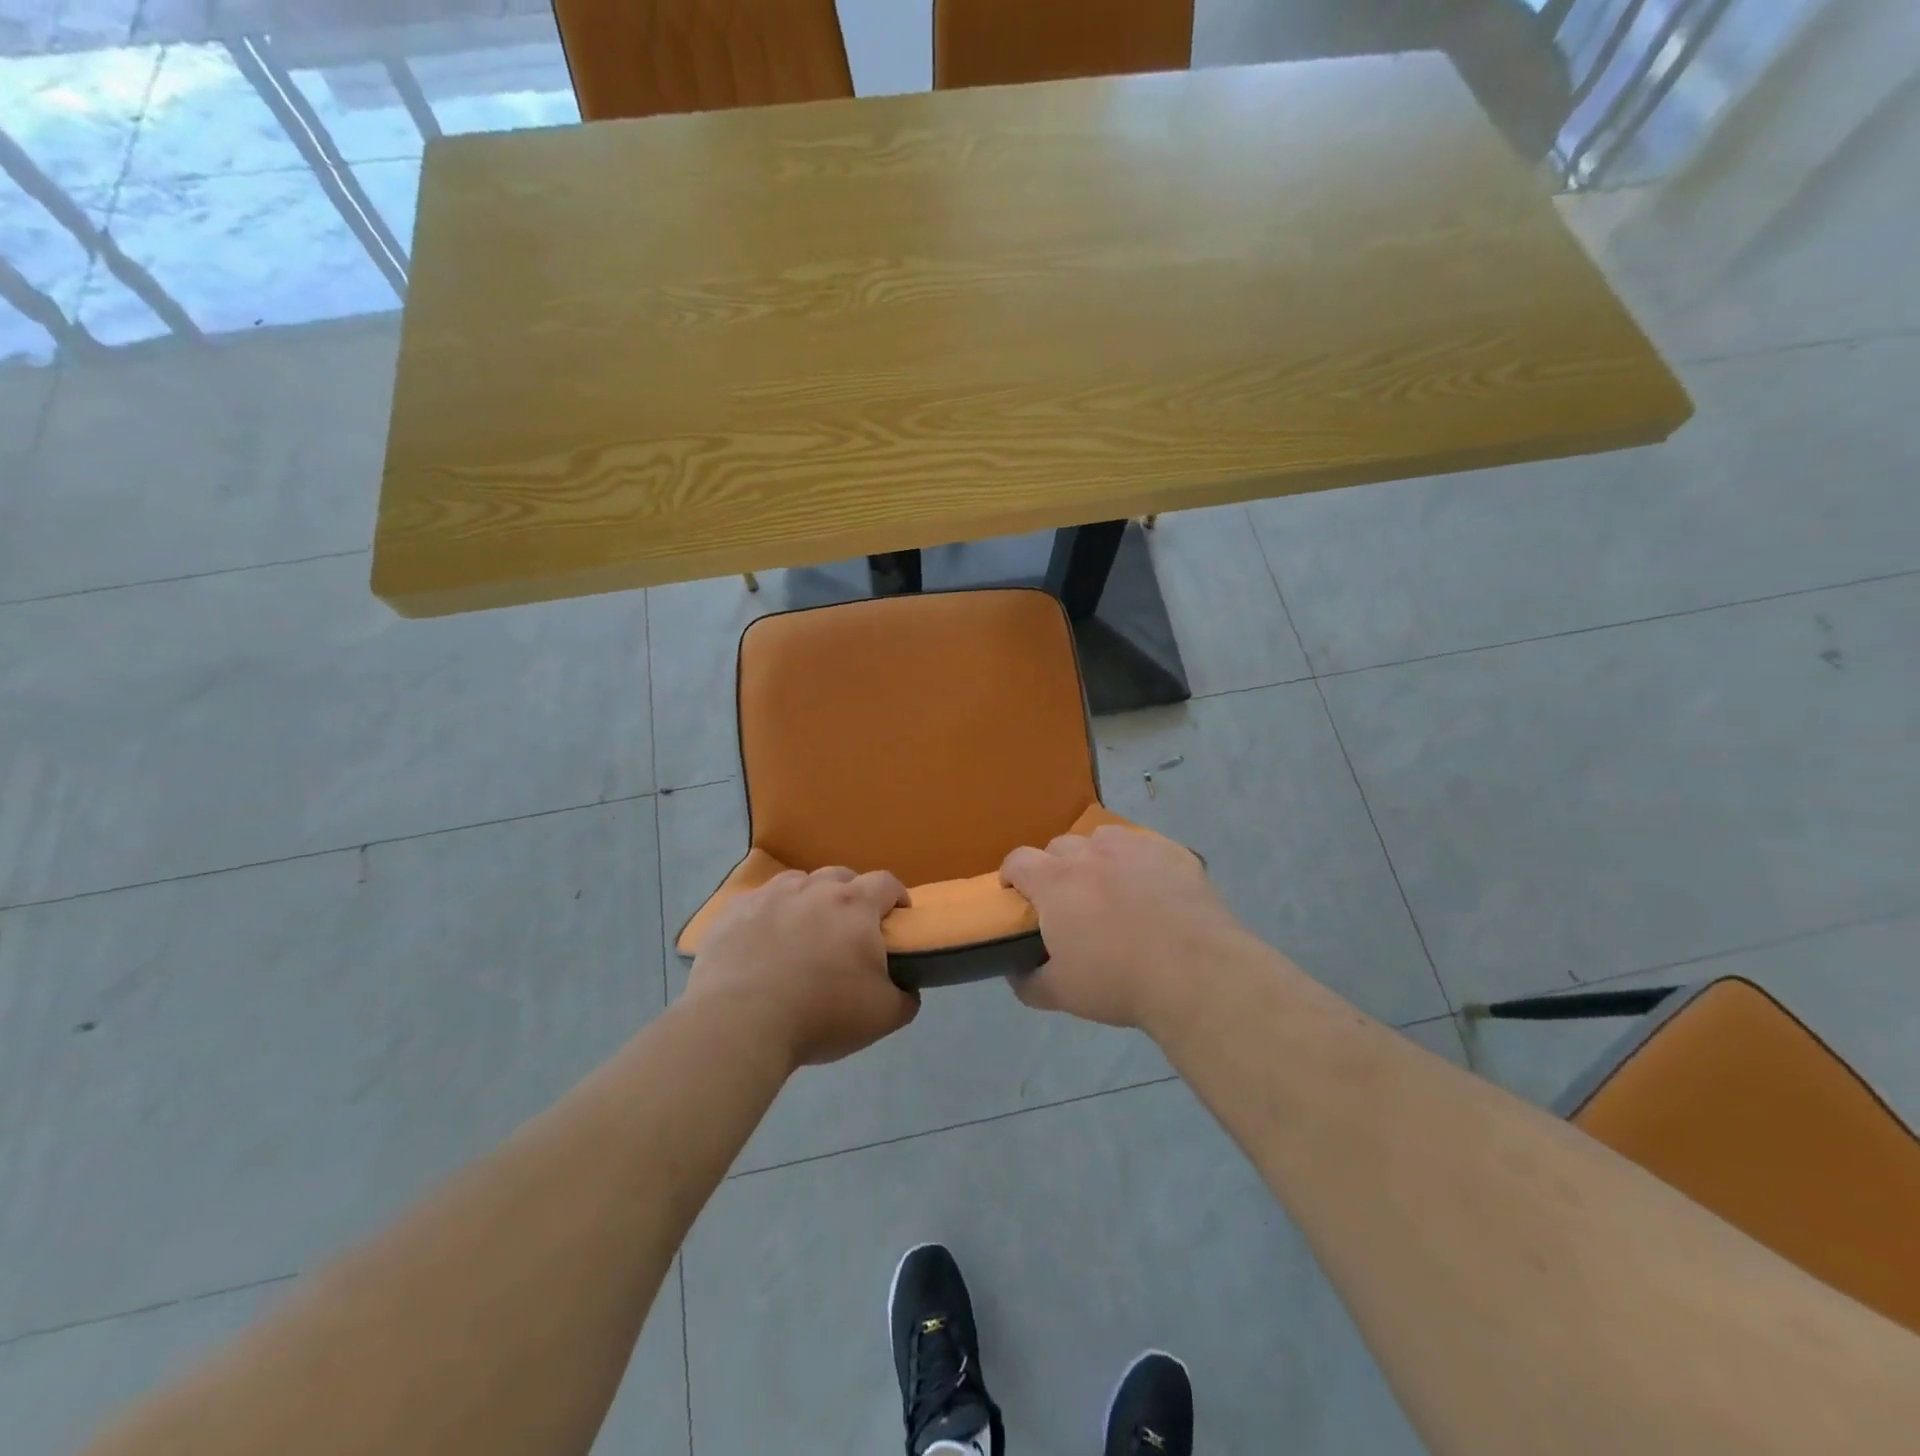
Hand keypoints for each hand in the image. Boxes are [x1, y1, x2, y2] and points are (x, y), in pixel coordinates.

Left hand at [686, 866, 917, 1066]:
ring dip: (808, 899)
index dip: (897, 896)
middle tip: (849, 928)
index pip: (886, 883)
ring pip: (798, 883)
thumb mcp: (883, 1017)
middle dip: (851, 895)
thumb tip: (908, 990)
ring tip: (804, 931)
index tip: (898, 917)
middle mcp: (813, 889)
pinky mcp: (733, 912)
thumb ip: (905, 998)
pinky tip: (763, 942)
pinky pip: (758, 902)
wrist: (739, 1023)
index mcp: (854, 906)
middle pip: (840, 876)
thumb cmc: (820, 1014)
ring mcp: (769, 896)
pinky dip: (768, 915)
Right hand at [1000, 827, 1253, 1032]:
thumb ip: (1029, 982)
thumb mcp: (1062, 994)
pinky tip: (1154, 890)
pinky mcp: (1174, 853)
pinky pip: (1148, 848)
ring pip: (1104, 838)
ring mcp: (1135, 848)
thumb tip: (1016, 973)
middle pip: (1060, 846)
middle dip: (1056, 867)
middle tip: (1067, 901)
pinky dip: (1141, 863)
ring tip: (1110, 888)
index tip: (1016, 895)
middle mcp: (1091, 853)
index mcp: (1055, 881)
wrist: (1196, 973)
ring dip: (1098, 857)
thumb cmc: (1118, 981)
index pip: (1018, 860)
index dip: (1012, 875)